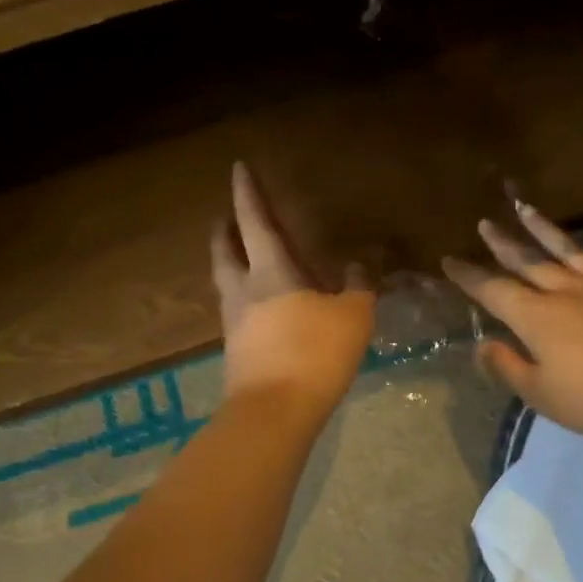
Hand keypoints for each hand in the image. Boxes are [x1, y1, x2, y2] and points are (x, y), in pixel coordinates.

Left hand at [211, 163, 374, 413]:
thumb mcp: (353, 316)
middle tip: (227, 220)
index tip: (238, 168)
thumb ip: (357, 286)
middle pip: (225, 252)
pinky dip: (245, 300)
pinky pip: (238, 313)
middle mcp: (244, 292)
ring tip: (243, 262)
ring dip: (231, 265)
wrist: (275, 412)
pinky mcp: (237, 352)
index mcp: (271, 272)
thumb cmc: (316, 354)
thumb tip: (356, 265)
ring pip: (226, 283)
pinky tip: (262, 310)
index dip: (248, 194)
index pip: (256, 222)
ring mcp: (235, 323)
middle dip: (226, 231)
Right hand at [442, 201, 582, 442]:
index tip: (449, 260)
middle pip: (529, 262)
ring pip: (571, 252)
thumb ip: (508, 367)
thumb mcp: (541, 394)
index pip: (494, 291)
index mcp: (537, 317)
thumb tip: (482, 345)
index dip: (469, 277)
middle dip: (503, 244)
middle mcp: (567, 292)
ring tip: (528, 209)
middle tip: (486, 223)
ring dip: (547, 231)